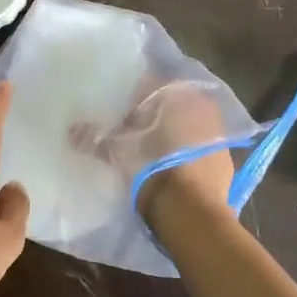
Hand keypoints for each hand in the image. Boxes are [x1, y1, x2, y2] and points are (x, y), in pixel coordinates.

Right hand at [75, 80, 234, 222]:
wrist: (191, 211)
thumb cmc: (152, 168)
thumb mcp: (119, 151)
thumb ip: (95, 138)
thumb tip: (71, 131)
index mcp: (177, 93)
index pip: (151, 85)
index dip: (132, 100)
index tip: (120, 116)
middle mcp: (202, 105)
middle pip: (170, 105)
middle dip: (153, 116)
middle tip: (133, 133)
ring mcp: (218, 131)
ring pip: (187, 124)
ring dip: (171, 133)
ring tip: (150, 151)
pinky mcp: (225, 157)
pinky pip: (200, 146)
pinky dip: (186, 152)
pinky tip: (172, 167)